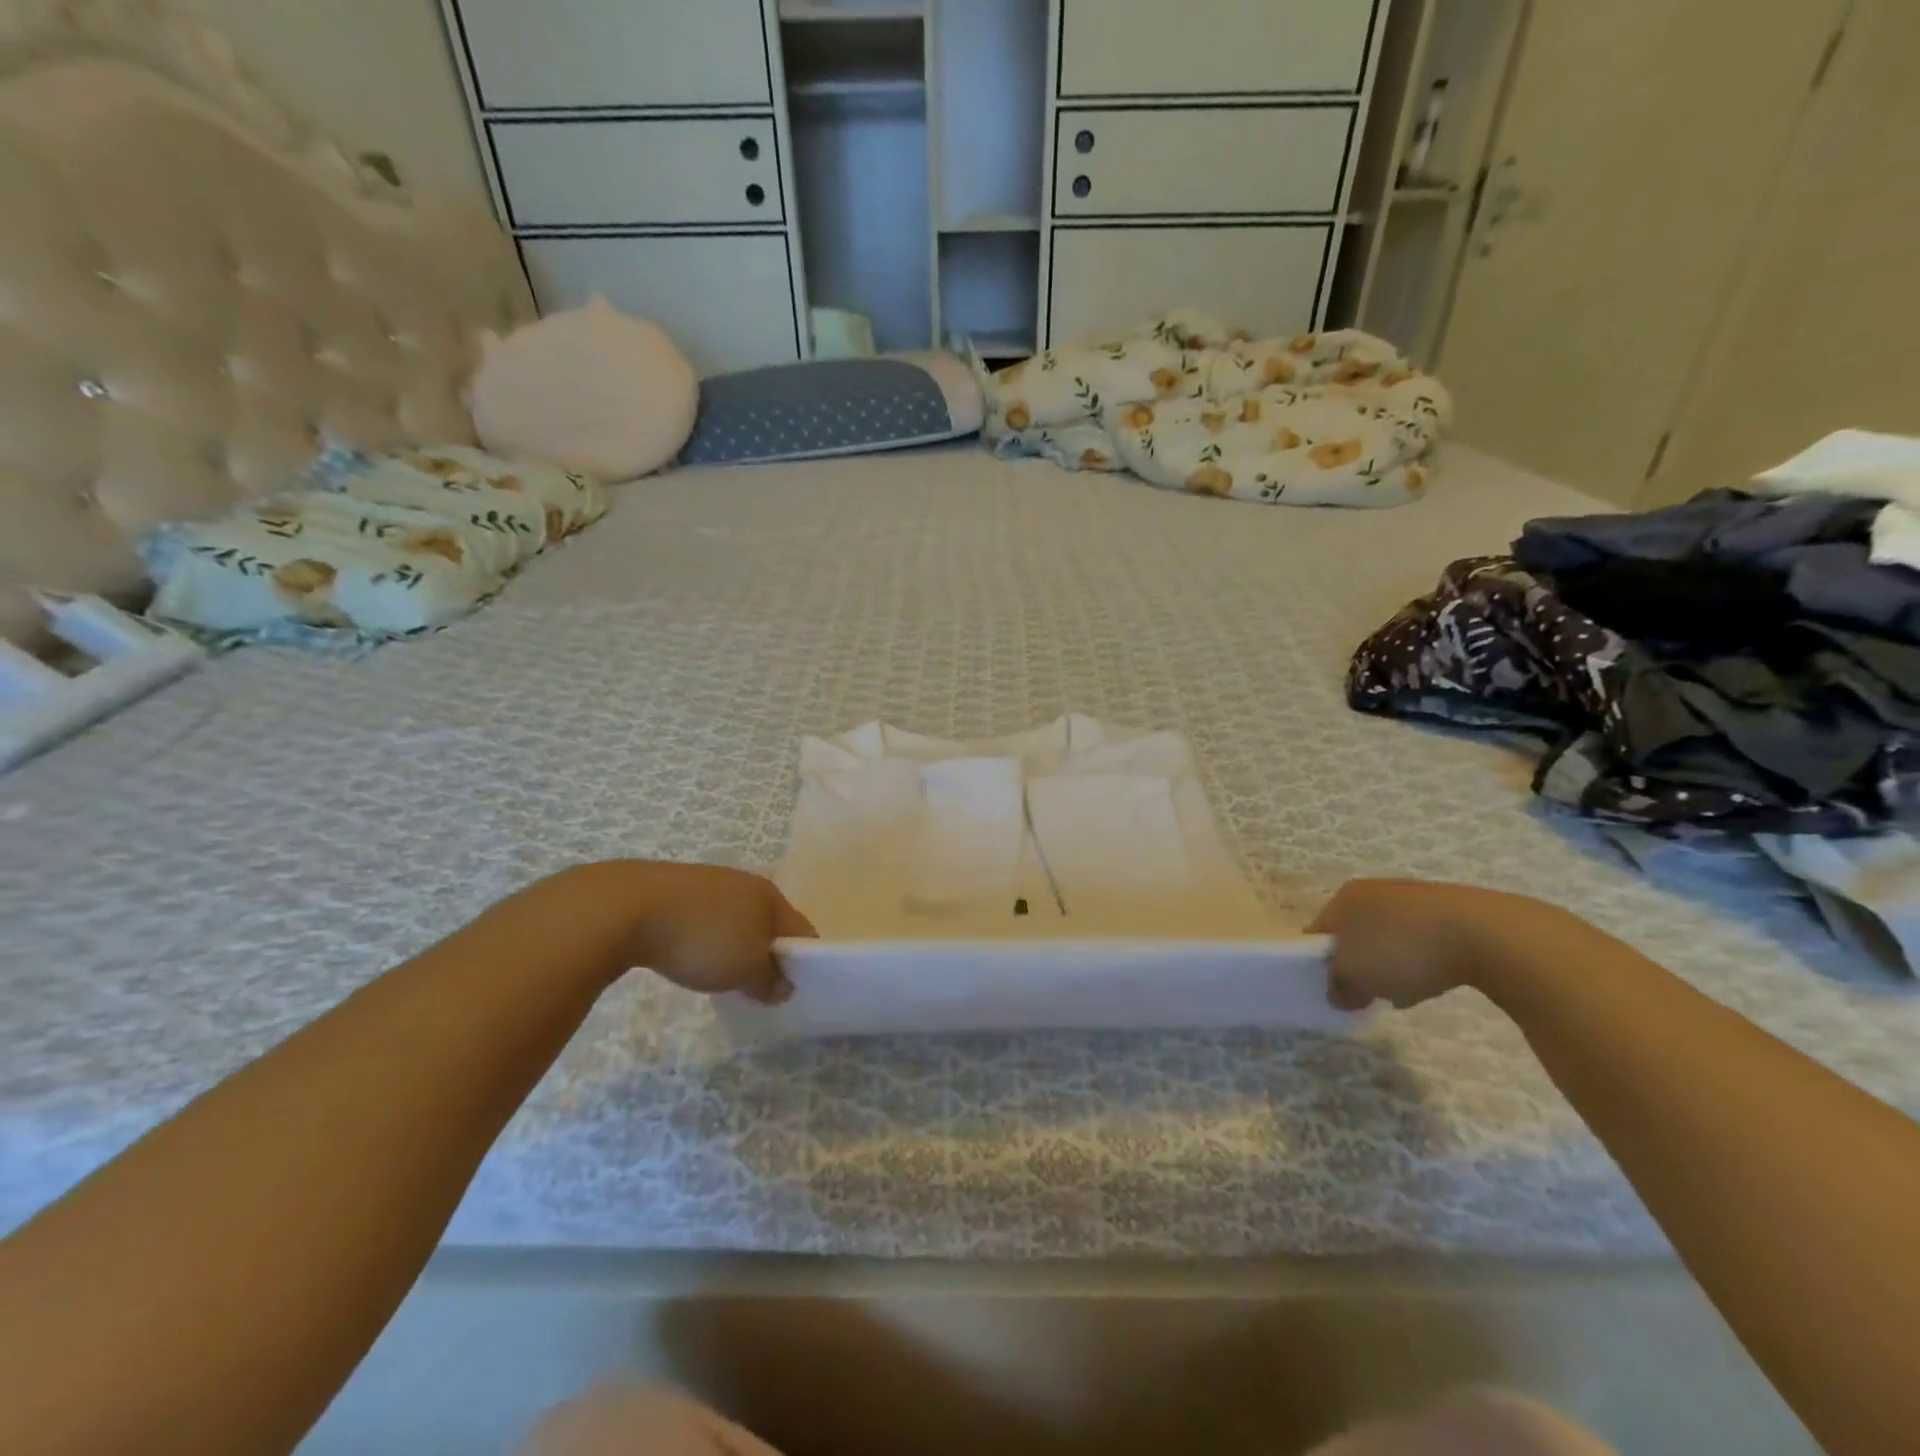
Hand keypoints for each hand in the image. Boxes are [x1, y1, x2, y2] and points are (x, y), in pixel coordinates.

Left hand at [560, 861, 815, 1003]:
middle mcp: (744, 882)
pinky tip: (687, 956)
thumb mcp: (745, 970)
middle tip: (756, 988)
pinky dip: (704, 939)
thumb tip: (785, 986)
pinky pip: (703, 919)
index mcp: (769, 895)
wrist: (626, 908)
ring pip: (734, 919)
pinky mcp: (674, 890)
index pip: (801, 929)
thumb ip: (770, 980)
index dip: (804, 960)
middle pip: (768, 923)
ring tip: (718, 975)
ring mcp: (707, 882)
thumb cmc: (702, 938)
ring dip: (734, 946)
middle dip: (767, 954)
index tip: (794, 989)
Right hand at [1308, 878, 1557, 1011]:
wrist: (1485, 935)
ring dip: (1391, 965)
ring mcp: (1414, 897)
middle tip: (1369, 994)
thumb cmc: (1402, 950)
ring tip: (1406, 992)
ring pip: (1389, 938)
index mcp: (1344, 897)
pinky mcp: (1450, 911)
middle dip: (1359, 965)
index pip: (1320, 932)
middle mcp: (1374, 890)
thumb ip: (1337, 986)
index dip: (1322, 964)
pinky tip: (1436, 981)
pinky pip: (1423, 941)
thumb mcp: (1355, 976)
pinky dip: (1423, 961)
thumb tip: (1338, 993)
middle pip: (1354, 935)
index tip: (1336, 991)